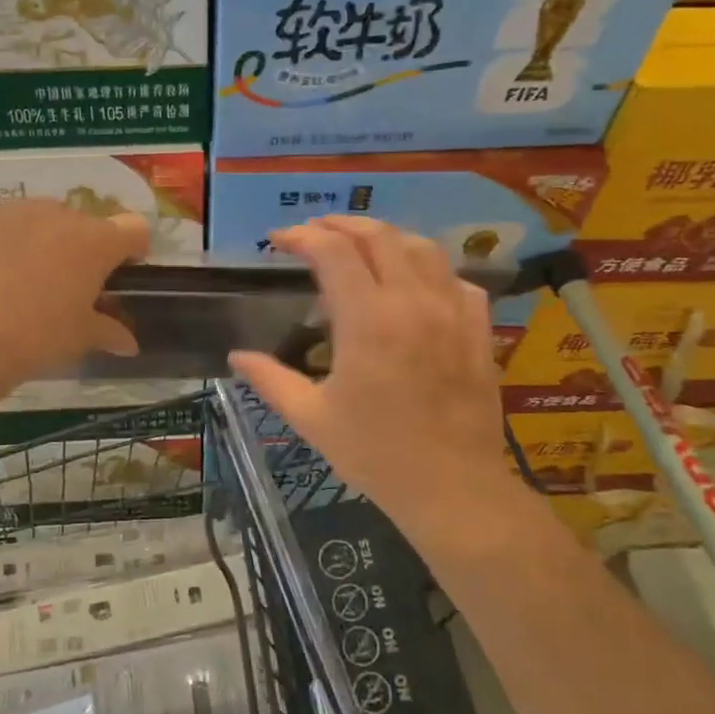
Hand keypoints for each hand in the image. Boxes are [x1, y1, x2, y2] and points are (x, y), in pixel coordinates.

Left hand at [0, 198, 149, 397]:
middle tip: (66, 284)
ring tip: (23, 279)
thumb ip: (109, 331)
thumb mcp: (80, 338)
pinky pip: (2, 224)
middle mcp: (60, 215)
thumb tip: (128, 343)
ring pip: (41, 219)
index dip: (132, 249)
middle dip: (81, 248)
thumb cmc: (36, 339)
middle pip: (84, 223)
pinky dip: (3, 242)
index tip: (120, 272)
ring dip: (42, 241)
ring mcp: (14, 211)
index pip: (133, 228)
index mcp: (96, 242)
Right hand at [230, 216, 515, 538]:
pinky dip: (430, 269)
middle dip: (341, 225)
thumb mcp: (312, 418)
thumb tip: (236, 357)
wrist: (453, 489)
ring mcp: (452, 312)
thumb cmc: (375, 454)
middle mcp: (412, 302)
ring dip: (386, 237)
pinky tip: (415, 285)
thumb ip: (270, 380)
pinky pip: (456, 280)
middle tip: (314, 232)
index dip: (301, 236)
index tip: (278, 241)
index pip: (332, 251)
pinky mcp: (478, 329)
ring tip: (362, 246)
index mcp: (367, 319)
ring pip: (422, 247)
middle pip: (379, 235)